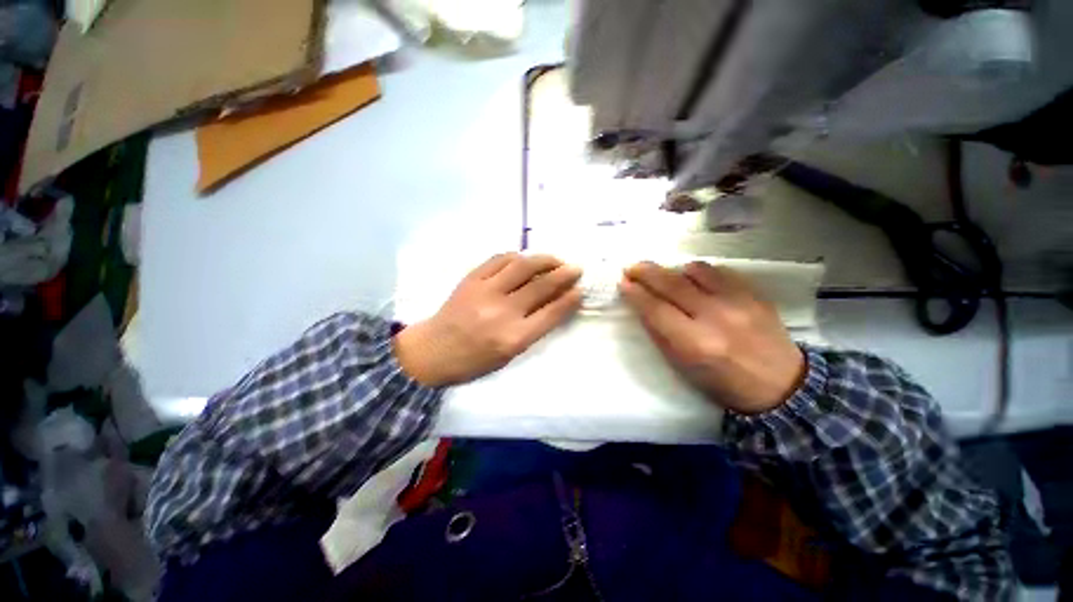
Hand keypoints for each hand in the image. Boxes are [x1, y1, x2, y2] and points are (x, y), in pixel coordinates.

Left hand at [394, 253, 582, 386]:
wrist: (433, 350)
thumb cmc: (475, 360)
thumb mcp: (510, 354)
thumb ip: (534, 329)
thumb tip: (555, 304)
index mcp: (514, 338)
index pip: (551, 313)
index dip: (570, 299)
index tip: (580, 290)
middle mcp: (502, 312)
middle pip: (541, 286)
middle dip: (564, 275)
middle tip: (576, 268)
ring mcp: (485, 291)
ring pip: (523, 266)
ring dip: (544, 260)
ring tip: (555, 260)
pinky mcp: (471, 279)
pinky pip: (499, 259)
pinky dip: (517, 257)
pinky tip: (525, 259)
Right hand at [619, 261, 805, 414]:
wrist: (781, 385)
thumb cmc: (722, 382)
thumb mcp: (682, 366)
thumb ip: (660, 333)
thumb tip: (642, 305)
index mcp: (695, 343)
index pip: (655, 309)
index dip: (635, 293)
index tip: (623, 283)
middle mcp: (716, 317)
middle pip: (672, 284)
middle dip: (646, 272)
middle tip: (631, 267)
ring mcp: (738, 302)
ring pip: (695, 270)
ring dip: (674, 271)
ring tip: (665, 277)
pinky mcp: (755, 293)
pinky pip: (719, 271)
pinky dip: (699, 273)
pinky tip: (694, 280)